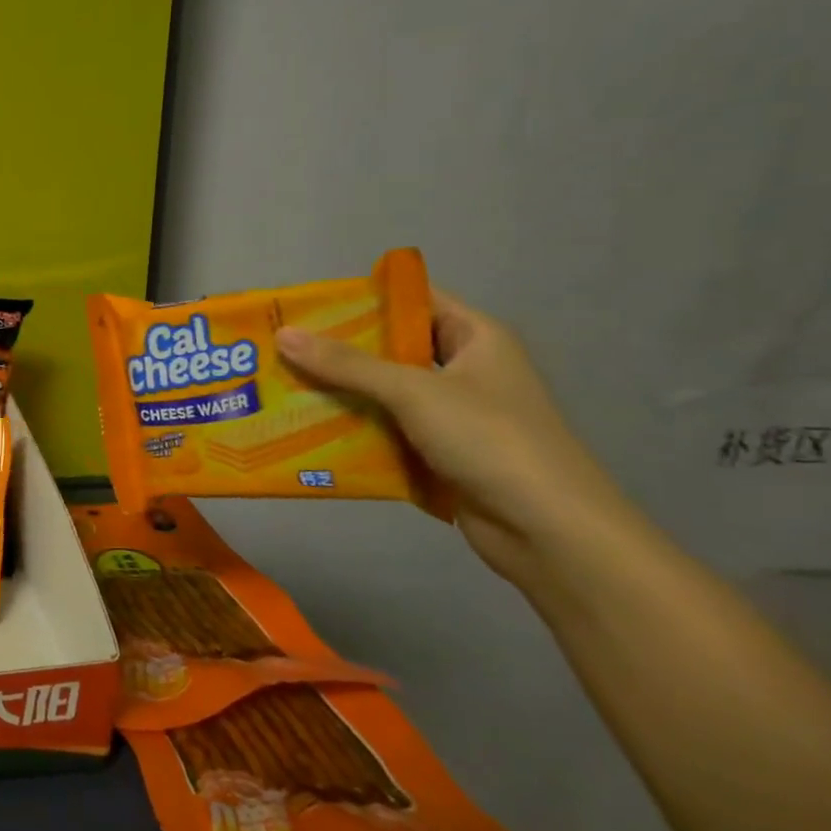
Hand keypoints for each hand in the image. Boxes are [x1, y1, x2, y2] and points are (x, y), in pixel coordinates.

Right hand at [275, 292, 635, 583]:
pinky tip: (307, 431)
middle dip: (337, 350)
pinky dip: (353, 430)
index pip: (413, 300)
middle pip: (391, 348)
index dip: (362, 298)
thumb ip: (347, 364)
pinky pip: (386, 431)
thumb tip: (283, 334)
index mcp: (475, 338)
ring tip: (282, 387)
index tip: (306, 305)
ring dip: (340, 393)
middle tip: (280, 348)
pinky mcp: (440, 454)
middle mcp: (464, 370)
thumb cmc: (491, 441)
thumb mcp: (414, 392)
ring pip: (384, 393)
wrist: (549, 531)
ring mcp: (453, 415)